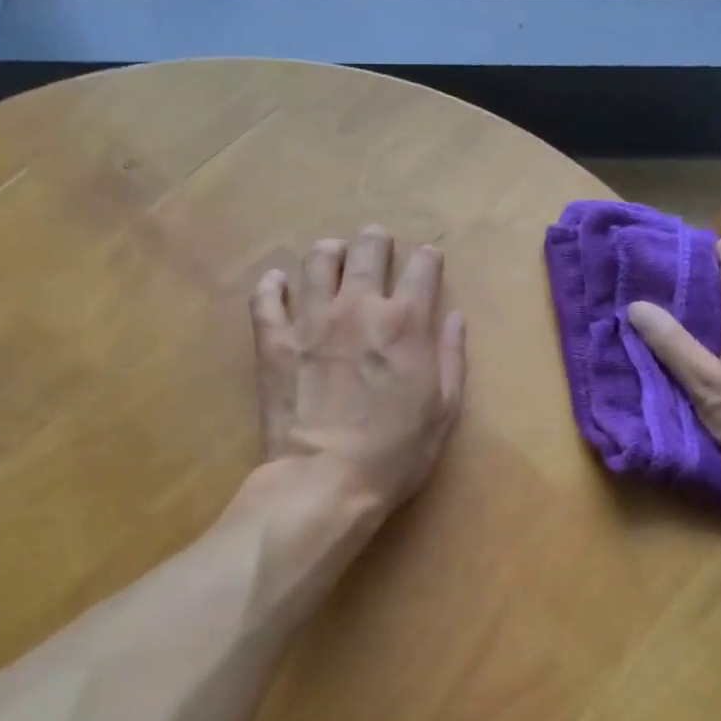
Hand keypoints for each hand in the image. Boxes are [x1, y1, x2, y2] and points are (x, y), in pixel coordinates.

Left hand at [251, 226, 466, 515]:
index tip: (428, 261)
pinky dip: (271, 285)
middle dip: (376, 241)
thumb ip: (451, 356)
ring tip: (332, 256)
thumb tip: (453, 316)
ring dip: (329, 252)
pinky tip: (278, 283)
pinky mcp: (274, 341)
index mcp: (404, 322)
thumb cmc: (395, 452)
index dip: (428, 259)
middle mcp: (358, 307)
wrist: (326, 480)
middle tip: (377, 243)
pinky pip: (266, 298)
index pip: (422, 268)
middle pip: (367, 250)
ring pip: (317, 261)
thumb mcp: (443, 410)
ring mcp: (311, 320)